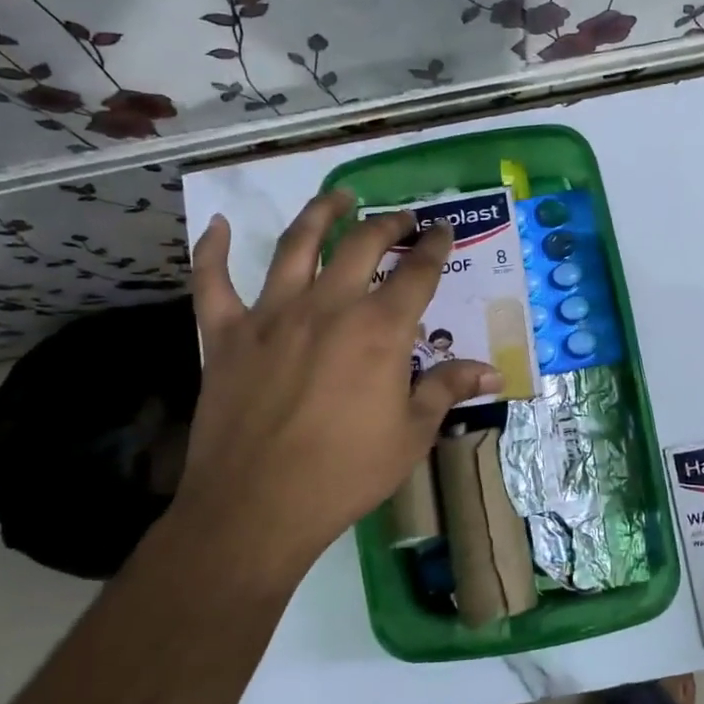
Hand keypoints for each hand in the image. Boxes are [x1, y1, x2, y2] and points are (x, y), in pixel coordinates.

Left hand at [173, 188, 498, 581]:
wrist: (258, 506)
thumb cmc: (345, 473)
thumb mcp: (411, 434)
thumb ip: (447, 389)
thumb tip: (492, 371)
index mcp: (379, 329)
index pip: (418, 273)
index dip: (435, 247)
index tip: (442, 231)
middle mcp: (328, 306)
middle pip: (362, 245)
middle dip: (388, 225)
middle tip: (401, 220)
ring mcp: (271, 315)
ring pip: (295, 246)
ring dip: (320, 214)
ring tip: (337, 197)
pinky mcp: (226, 334)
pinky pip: (212, 282)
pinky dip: (212, 251)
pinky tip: (217, 226)